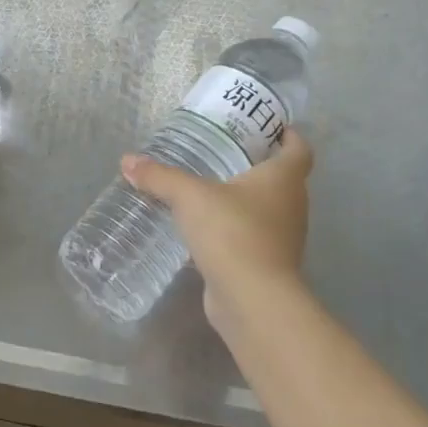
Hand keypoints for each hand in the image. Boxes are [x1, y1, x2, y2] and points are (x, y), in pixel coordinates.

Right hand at [120, 135, 313, 326]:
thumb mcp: (189, 196)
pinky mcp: (267, 264)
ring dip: (246, 198)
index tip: (268, 126)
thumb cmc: (232, 232)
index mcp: (284, 180)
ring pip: (268, 208)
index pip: (299, 149)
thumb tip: (128, 160)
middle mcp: (291, 206)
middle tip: (225, 150)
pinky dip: (235, 227)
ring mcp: (283, 238)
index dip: (288, 135)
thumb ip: (160, 176)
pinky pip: (253, 235)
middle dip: (259, 164)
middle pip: (284, 178)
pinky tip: (206, 226)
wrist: (252, 300)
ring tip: (210, 186)